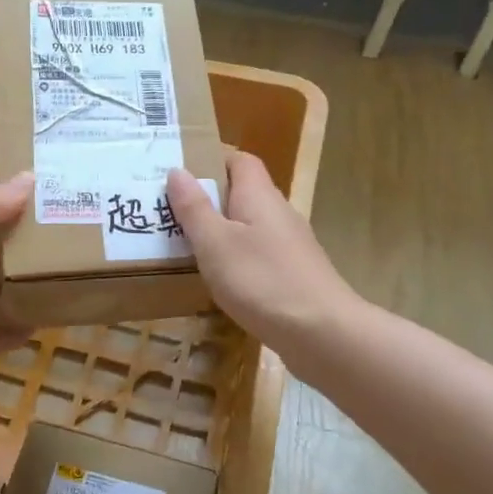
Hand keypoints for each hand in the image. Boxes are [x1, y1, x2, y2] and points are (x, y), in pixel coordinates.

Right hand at [166, 150, 358, 370]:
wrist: (323, 333)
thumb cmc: (262, 280)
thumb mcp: (215, 243)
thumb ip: (194, 208)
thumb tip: (177, 171)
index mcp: (259, 195)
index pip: (240, 160)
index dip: (212, 160)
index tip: (180, 173)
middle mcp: (278, 212)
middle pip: (243, 193)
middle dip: (209, 199)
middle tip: (170, 211)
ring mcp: (290, 245)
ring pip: (249, 226)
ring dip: (220, 231)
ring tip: (185, 245)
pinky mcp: (294, 274)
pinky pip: (258, 254)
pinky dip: (236, 259)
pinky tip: (219, 280)